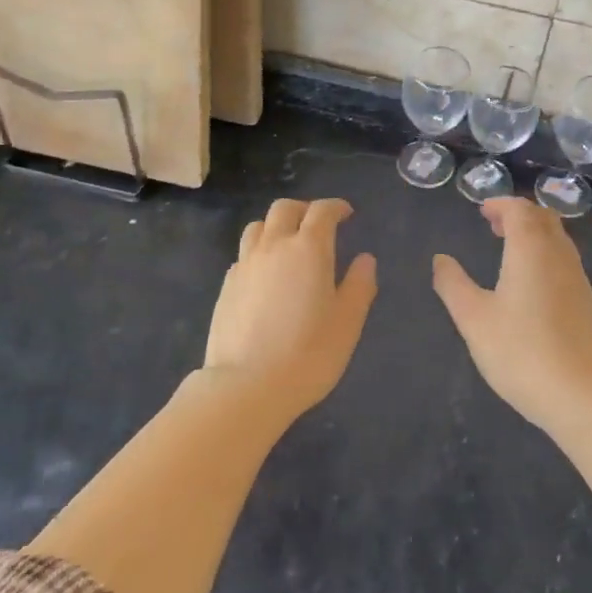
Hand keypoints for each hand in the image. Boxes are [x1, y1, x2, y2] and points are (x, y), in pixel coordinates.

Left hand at [205, 198, 377, 420]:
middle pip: (284, 209)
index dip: (336, 207)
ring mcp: (245, 265)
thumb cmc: (308, 353)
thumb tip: (365, 259)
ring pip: (258, 226)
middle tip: (318, 225)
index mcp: (308, 248)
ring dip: (276, 226)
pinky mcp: (226, 286)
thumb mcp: (347, 322)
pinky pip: (243, 255)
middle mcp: (273, 246)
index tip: (346, 214)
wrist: (246, 386)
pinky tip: (265, 275)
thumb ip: (359, 285)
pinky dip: (258, 253)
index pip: (322, 211)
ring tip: (287, 244)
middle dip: (304, 209)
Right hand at [433, 198, 591, 434]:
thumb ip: (453, 284)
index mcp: (530, 250)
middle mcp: (559, 256)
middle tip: (494, 225)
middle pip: (544, 218)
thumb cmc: (519, 351)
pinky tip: (532, 283)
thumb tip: (440, 259)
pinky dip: (546, 254)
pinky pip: (566, 261)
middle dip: (519, 214)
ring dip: (535, 234)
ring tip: (510, 250)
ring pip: (559, 239)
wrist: (578, 396)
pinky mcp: (586, 303)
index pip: (520, 210)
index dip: (501, 205)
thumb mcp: (473, 318)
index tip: (482, 211)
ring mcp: (578, 279)